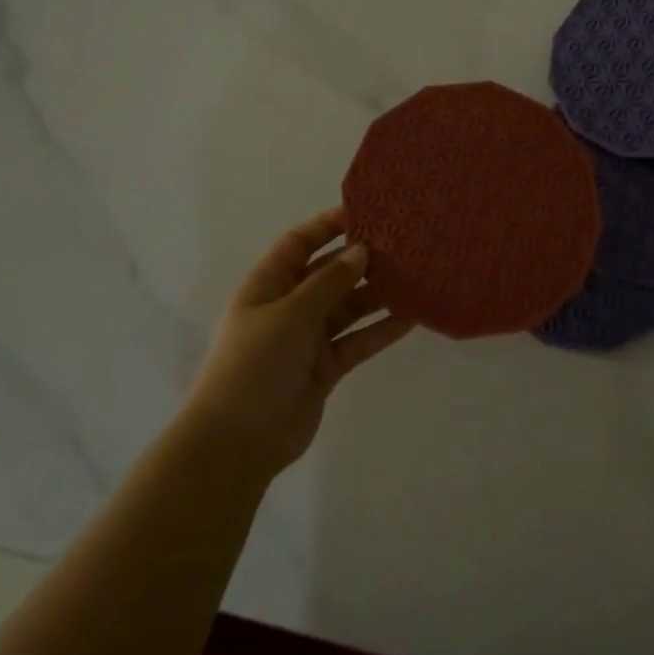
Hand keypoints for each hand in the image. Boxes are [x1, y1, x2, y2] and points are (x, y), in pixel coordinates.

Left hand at [182, 208, 413, 478]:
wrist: (237, 442)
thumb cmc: (254, 366)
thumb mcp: (289, 315)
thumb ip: (328, 283)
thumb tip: (361, 250)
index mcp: (268, 286)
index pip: (300, 243)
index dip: (328, 225)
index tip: (367, 212)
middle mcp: (289, 307)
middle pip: (330, 274)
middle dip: (362, 261)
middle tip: (403, 246)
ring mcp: (308, 339)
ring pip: (349, 308)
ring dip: (377, 295)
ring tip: (415, 278)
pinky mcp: (325, 367)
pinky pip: (358, 340)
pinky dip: (380, 330)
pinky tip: (411, 318)